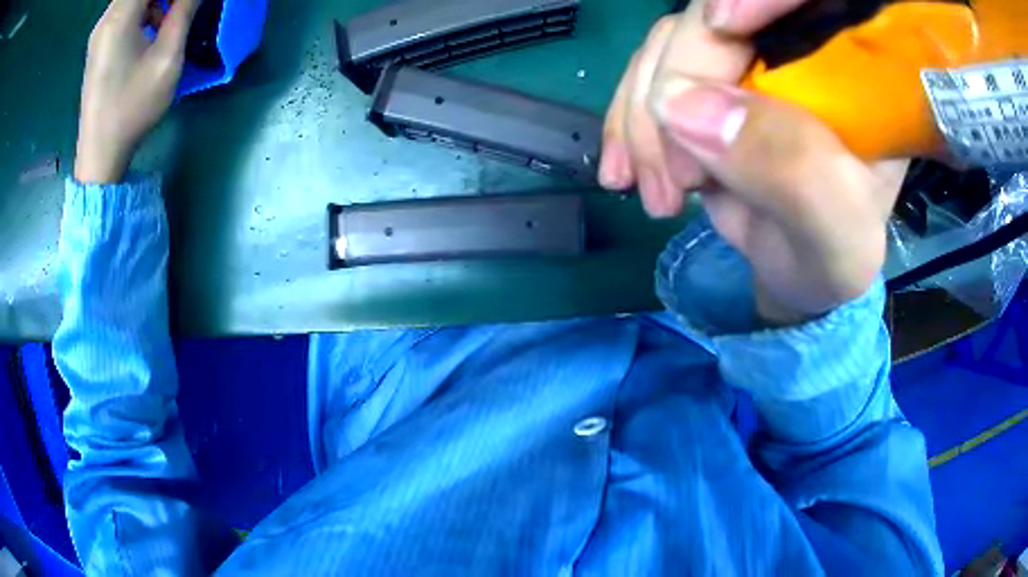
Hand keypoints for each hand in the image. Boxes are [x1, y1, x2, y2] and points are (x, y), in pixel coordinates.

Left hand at [75, 0, 199, 183]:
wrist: (99, 154)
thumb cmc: (132, 108)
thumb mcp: (167, 57)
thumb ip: (184, 10)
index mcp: (120, 17)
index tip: (185, 3)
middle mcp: (107, 18)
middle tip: (181, 9)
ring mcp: (100, 32)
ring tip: (173, 14)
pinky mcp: (99, 43)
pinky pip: (125, 9)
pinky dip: (144, 7)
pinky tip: (153, 25)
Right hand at [600, 0, 905, 322]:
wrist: (796, 270)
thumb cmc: (831, 255)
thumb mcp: (836, 234)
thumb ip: (793, 172)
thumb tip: (682, 104)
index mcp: (856, 71)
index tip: (722, 27)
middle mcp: (801, 47)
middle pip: (719, 15)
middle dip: (683, 84)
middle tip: (679, 178)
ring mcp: (748, 56)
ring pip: (674, 41)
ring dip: (648, 117)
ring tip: (662, 195)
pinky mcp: (707, 75)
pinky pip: (650, 71)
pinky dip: (629, 121)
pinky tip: (627, 171)